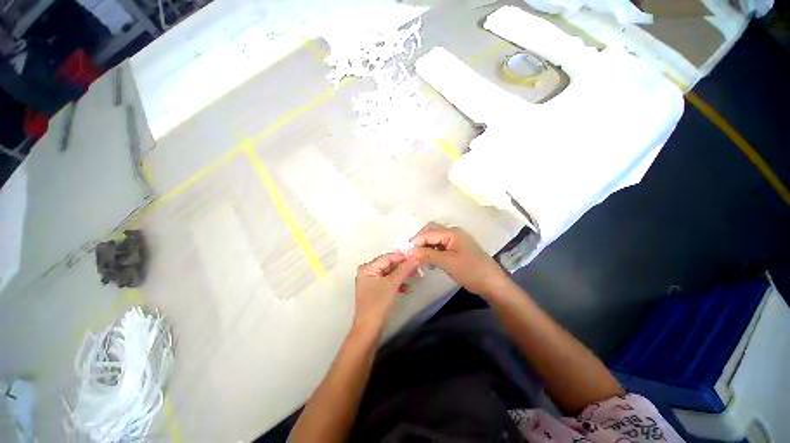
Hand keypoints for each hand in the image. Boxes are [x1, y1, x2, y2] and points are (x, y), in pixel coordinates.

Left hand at [353, 252, 419, 331]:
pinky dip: (398, 284)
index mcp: (368, 268)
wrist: (369, 329)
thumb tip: (416, 258)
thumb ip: (404, 269)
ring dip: (402, 275)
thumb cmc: (378, 303)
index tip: (416, 256)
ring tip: (416, 275)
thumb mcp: (392, 284)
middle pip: (389, 265)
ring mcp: (372, 282)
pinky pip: (389, 283)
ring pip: (390, 274)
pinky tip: (408, 288)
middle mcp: (368, 272)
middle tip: (418, 266)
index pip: (387, 257)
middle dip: (403, 266)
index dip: (402, 256)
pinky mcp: (376, 291)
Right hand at [407, 223, 510, 299]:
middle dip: (420, 243)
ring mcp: (456, 241)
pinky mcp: (458, 249)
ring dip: (426, 248)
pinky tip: (429, 262)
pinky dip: (433, 252)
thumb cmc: (470, 271)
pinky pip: (441, 247)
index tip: (404, 252)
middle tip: (411, 255)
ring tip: (419, 259)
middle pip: (431, 233)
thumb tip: (408, 251)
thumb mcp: (447, 262)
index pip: (428, 233)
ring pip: (435, 240)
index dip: (415, 241)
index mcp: (452, 233)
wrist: (492, 284)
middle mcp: (454, 233)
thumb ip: (427, 255)